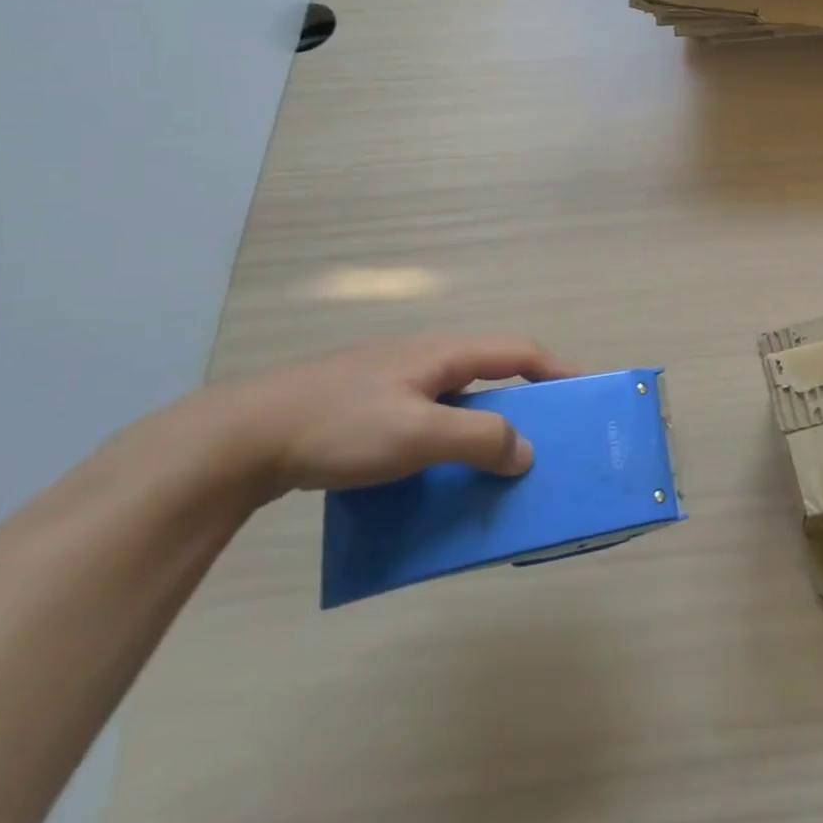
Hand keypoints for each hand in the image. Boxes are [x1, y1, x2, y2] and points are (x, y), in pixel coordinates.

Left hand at [168, 334, 577, 501]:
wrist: (235, 440)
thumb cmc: (339, 426)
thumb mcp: (419, 434)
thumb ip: (481, 438)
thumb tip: (526, 452)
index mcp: (443, 353)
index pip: (519, 352)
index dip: (557, 370)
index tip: (586, 392)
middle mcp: (423, 358)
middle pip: (491, 373)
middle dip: (523, 402)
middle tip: (543, 435)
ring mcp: (391, 380)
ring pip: (456, 398)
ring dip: (483, 425)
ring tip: (492, 461)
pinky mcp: (363, 405)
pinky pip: (426, 417)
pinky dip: (447, 438)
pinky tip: (432, 470)